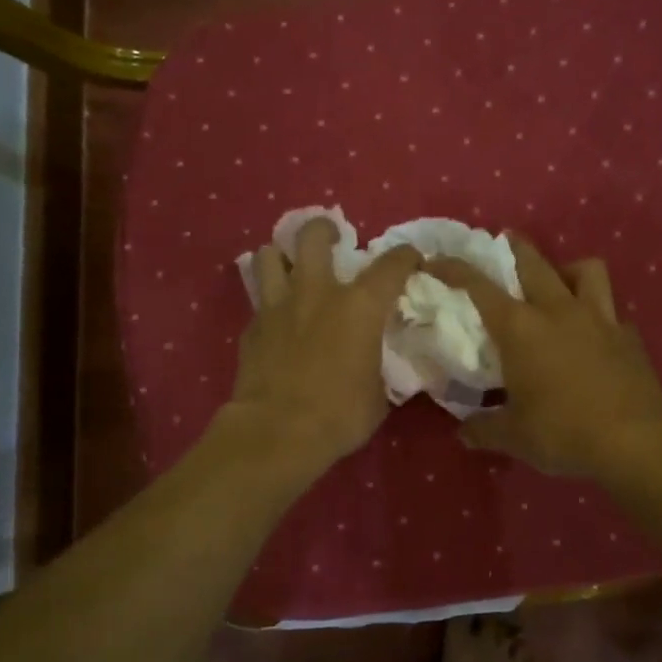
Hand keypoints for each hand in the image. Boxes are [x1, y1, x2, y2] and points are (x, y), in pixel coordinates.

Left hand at [228, 217, 422, 468]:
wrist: (278, 432)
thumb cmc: (340, 414)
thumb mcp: (379, 393)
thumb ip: (378, 364)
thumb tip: (375, 362)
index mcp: (359, 306)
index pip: (391, 264)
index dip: (406, 256)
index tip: (410, 261)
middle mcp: (317, 292)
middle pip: (312, 235)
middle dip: (323, 229)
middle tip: (332, 239)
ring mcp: (277, 306)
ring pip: (269, 256)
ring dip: (282, 257)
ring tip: (291, 270)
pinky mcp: (251, 328)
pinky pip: (259, 302)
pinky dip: (269, 305)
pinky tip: (277, 323)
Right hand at [425, 237, 661, 481]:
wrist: (634, 442)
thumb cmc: (562, 433)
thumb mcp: (513, 437)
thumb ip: (484, 429)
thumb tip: (464, 433)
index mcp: (521, 328)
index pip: (479, 287)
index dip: (454, 269)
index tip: (437, 260)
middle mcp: (558, 311)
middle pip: (535, 262)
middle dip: (515, 247)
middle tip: (505, 242)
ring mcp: (599, 319)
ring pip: (586, 270)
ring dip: (567, 269)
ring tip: (560, 282)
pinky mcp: (628, 336)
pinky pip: (611, 311)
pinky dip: (599, 314)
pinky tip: (594, 335)